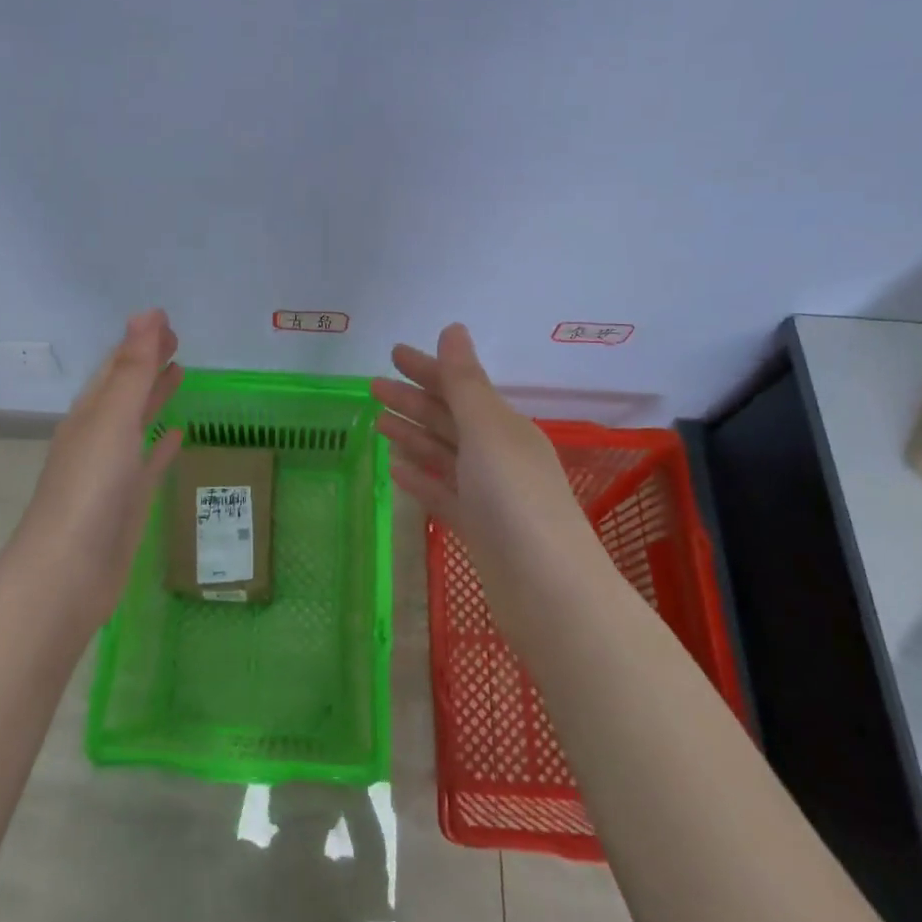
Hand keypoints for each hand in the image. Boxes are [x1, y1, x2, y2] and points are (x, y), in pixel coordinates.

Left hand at [17, 309, 184, 621]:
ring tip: (180, 374)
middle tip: (178, 340)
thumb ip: (133, 369)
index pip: (116, 366)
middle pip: (126, 389)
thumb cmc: (90, 490)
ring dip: (155, 397)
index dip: (139, 341)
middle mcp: (98, 436)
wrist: (69, 573)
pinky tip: (178, 434)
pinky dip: (162, 444)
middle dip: (148, 363)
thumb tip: (148, 313)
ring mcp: (112, 470)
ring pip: (137, 422)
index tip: (165, 320)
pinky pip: (149, 461)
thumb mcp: (113, 420)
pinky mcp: (128, 501)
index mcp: (90, 413)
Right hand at [373, 324, 596, 599]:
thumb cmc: (514, 500)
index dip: (427, 369)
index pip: (459, 388)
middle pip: (448, 419)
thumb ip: (464, 383)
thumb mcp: (487, 431)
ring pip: (443, 455)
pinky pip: (442, 493)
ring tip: (378, 423)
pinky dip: (421, 478)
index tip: (393, 354)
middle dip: (413, 401)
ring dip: (413, 436)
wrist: (548, 592)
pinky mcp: (477, 529)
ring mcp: (488, 495)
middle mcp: (498, 455)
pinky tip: (396, 470)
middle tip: (373, 387)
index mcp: (504, 427)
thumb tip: (453, 329)